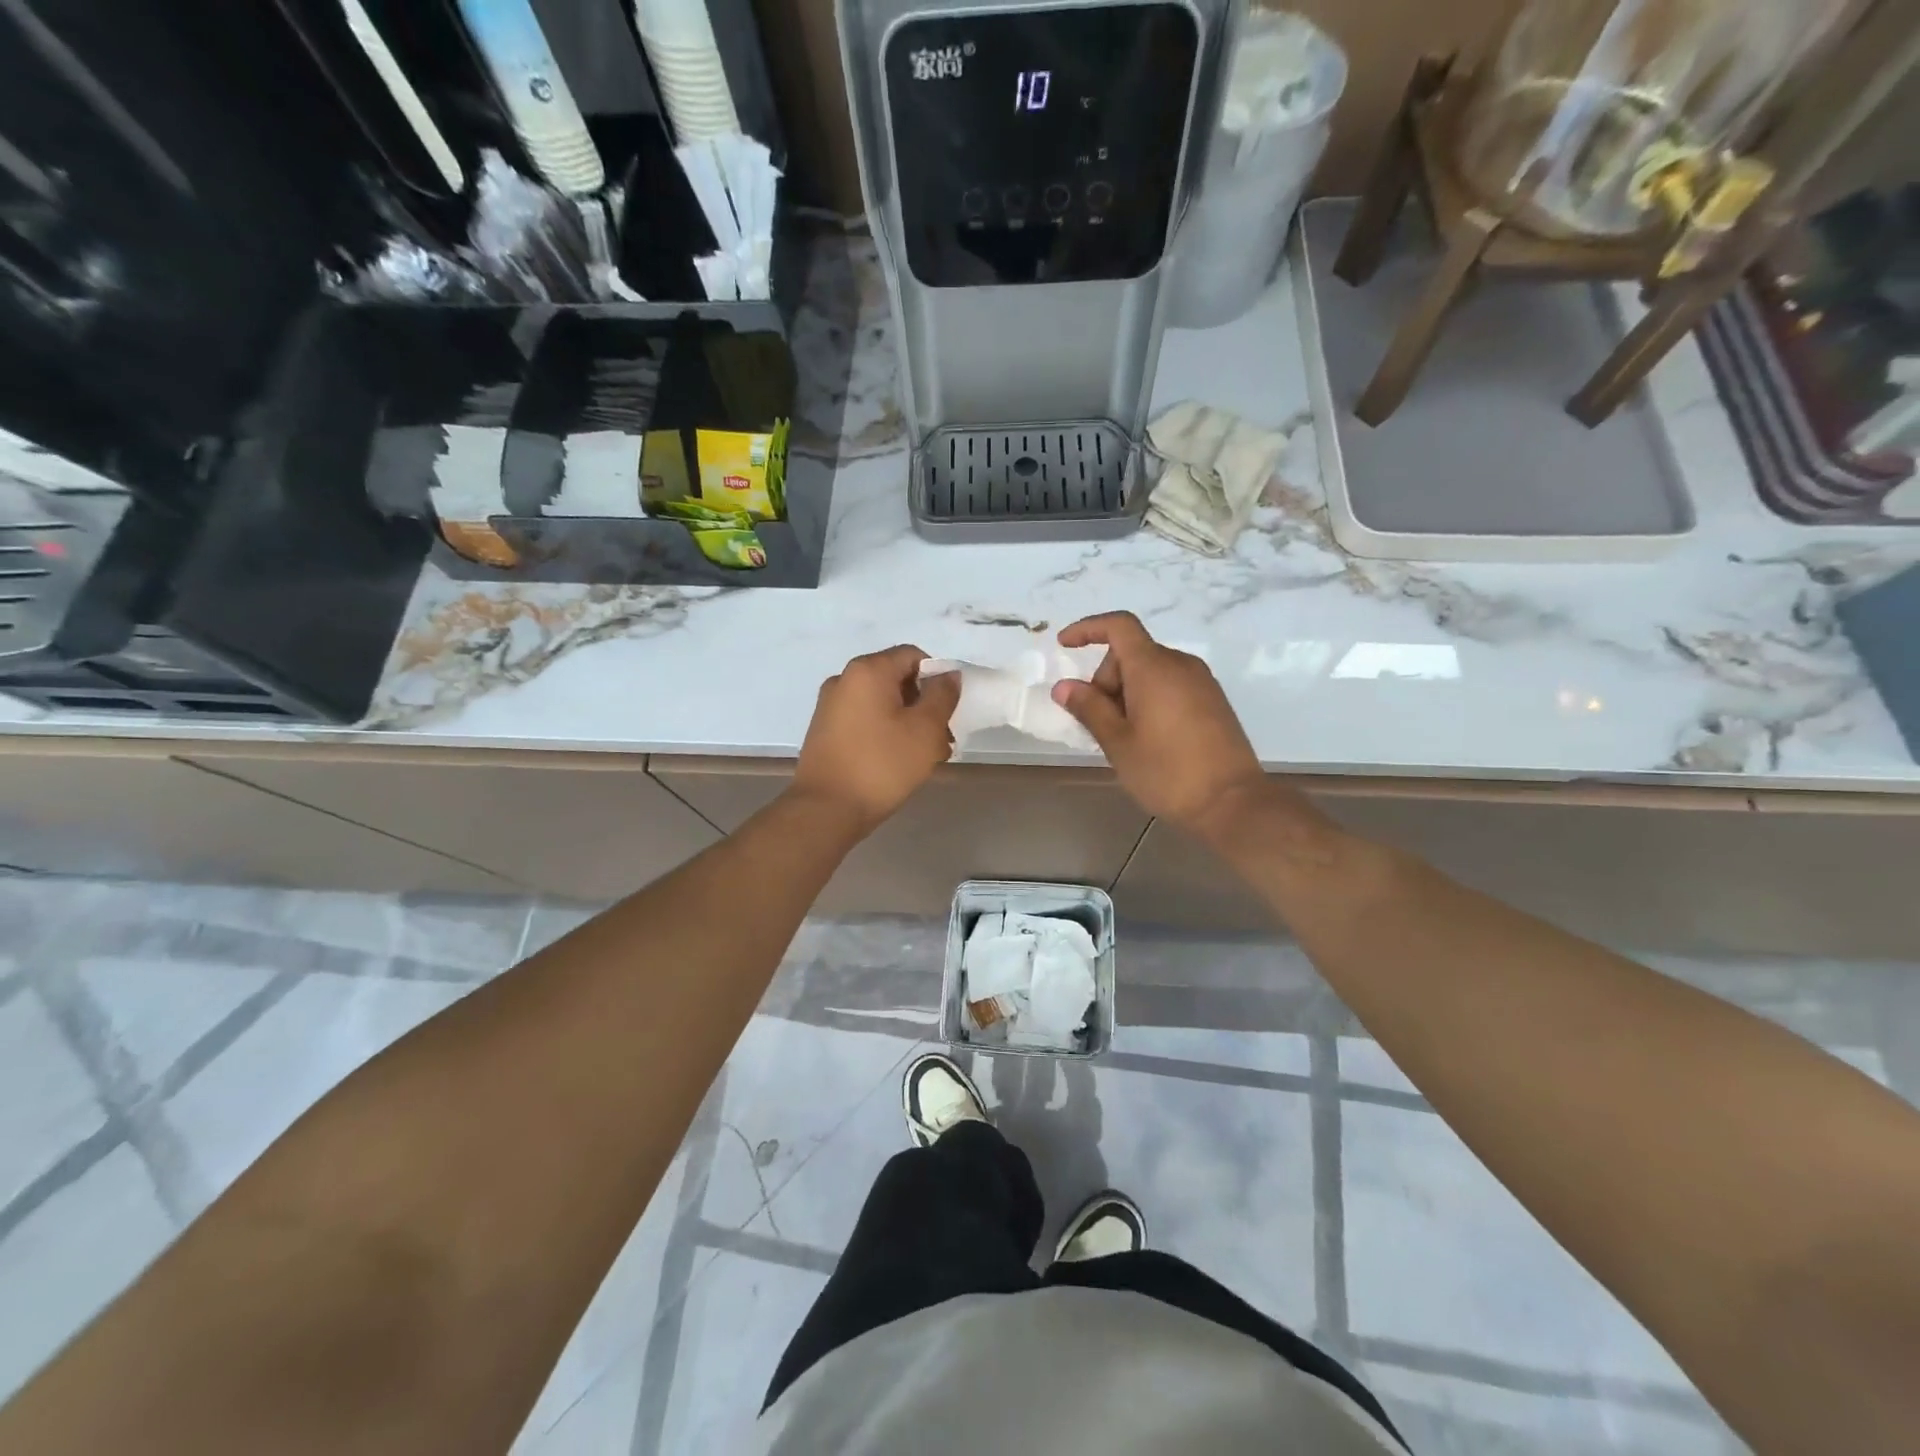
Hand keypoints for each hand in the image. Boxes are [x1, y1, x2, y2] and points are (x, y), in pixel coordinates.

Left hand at [792, 645, 959, 832]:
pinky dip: (885, 732)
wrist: (826, 809)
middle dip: (924, 705)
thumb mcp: (925, 730)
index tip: (949, 710)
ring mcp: (830, 706)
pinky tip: (898, 762)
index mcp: (868, 670)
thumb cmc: (882, 765)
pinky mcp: (824, 731)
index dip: (937, 678)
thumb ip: (942, 696)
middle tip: (942, 738)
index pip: (912, 656)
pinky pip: (864, 720)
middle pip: (896, 679)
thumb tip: (948, 675)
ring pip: (881, 703)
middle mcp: (844, 680)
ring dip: (908, 722)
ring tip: (925, 756)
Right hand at [1051, 613, 1265, 832]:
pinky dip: (1149, 699)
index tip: (1064, 645)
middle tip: (1100, 724)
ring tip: (1123, 737)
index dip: (1088, 628)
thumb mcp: (1117, 742)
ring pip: (1151, 671)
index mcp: (1154, 667)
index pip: (1119, 626)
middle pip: (1132, 653)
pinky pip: (1171, 685)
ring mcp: (1202, 682)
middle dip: (1106, 679)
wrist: (1232, 803)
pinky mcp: (1213, 701)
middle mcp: (1180, 664)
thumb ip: (1089, 708)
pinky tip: (1147, 738)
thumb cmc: (1166, 772)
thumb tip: (1064, 686)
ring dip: (1127, 692)